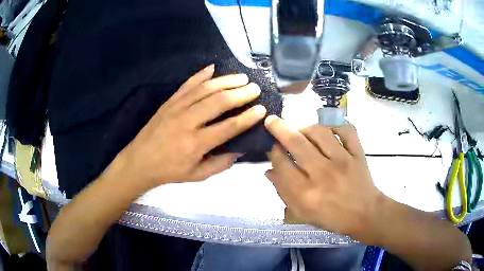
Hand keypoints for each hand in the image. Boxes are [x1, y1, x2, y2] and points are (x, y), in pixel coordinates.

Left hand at [115, 65, 266, 187]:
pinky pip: (187, 85)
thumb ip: (221, 163)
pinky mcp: (169, 102)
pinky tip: (213, 68)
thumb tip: (241, 149)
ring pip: (204, 89)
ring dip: (225, 81)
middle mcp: (187, 122)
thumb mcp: (197, 176)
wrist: (139, 161)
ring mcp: (176, 108)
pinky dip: (200, 75)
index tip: (261, 109)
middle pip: (218, 102)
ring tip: (242, 77)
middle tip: (255, 88)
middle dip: (240, 93)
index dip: (247, 117)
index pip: (228, 127)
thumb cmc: (169, 171)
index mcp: (196, 144)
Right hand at [264, 116, 381, 237]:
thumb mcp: (302, 213)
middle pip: (296, 142)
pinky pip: (346, 130)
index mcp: (306, 193)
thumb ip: (284, 192)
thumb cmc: (331, 217)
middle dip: (280, 128)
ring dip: (305, 128)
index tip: (273, 148)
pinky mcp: (357, 153)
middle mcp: (322, 174)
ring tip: (302, 132)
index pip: (282, 163)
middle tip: (272, 121)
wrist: (364, 214)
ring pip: (319, 132)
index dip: (273, 152)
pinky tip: (327, 129)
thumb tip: (269, 170)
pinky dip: (335, 125)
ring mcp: (342, 160)